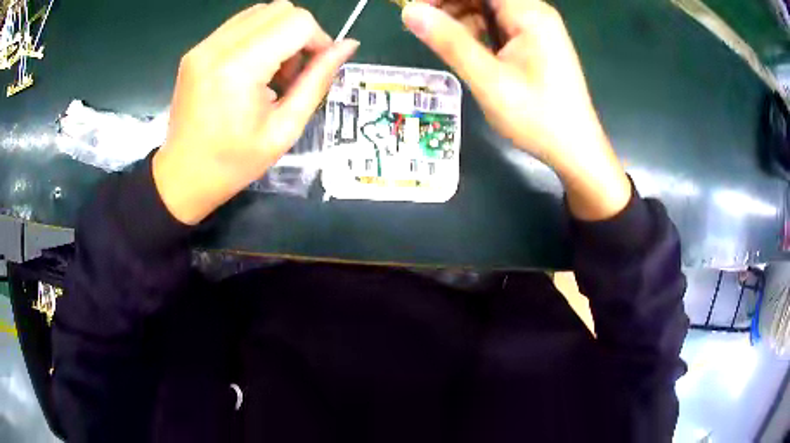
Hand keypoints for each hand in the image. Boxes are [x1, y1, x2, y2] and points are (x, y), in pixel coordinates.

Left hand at [153, 2, 358, 224]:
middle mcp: (217, 47)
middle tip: (292, 73)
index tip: (316, 68)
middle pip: (280, 9)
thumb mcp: (285, 129)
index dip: (318, 39)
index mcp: (239, 69)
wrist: (183, 176)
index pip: (297, 22)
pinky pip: (240, 24)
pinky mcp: (196, 50)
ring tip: (270, 72)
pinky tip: (252, 68)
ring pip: (261, 12)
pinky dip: (258, 37)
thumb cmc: (234, 163)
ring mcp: (203, 46)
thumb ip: (318, 81)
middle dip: (299, 34)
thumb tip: (348, 46)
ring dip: (279, 33)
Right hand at [402, 0, 630, 219]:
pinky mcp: (534, 42)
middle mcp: (534, 13)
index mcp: (529, 13)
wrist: (575, 150)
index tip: (416, 8)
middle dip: (449, 4)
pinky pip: (498, 25)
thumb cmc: (538, 117)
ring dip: (460, 17)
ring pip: (488, 8)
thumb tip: (410, 12)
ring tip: (439, 39)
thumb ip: (450, 42)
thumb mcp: (489, 80)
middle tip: (421, 24)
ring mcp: (536, 28)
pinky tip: (465, 49)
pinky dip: (476, 31)